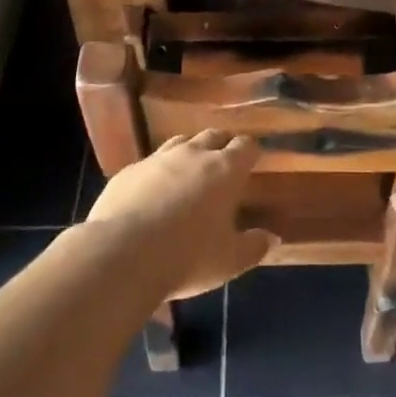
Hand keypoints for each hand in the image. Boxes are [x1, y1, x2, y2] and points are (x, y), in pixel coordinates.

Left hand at [84, 131, 274, 298]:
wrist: (122, 254)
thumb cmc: (187, 257)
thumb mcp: (229, 260)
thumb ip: (254, 246)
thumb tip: (273, 238)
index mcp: (224, 170)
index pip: (245, 146)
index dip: (250, 152)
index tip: (253, 161)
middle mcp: (193, 154)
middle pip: (213, 135)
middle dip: (221, 145)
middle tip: (224, 163)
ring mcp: (157, 159)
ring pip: (179, 142)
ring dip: (189, 152)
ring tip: (190, 171)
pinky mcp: (128, 171)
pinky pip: (149, 163)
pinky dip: (157, 172)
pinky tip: (153, 191)